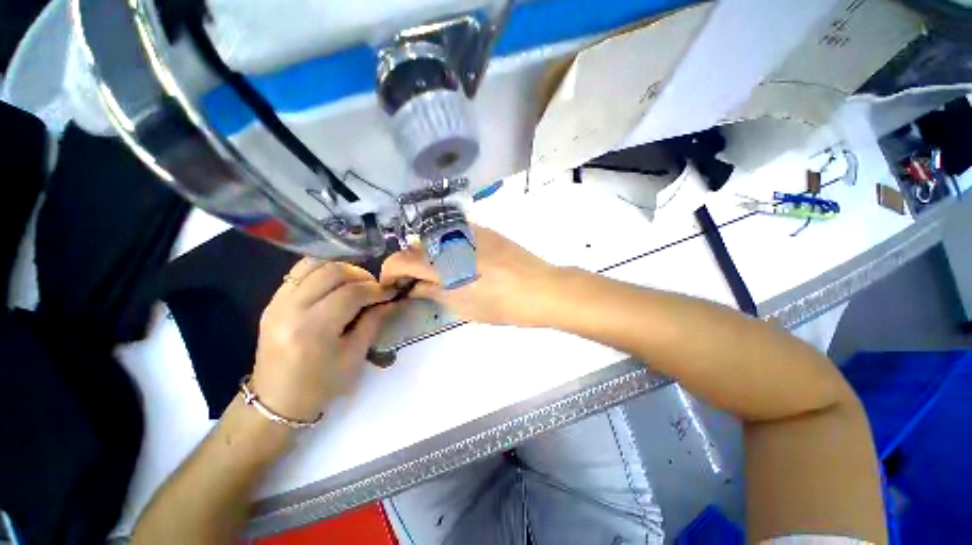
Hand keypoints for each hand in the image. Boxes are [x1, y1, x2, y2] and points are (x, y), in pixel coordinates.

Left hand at [251, 259, 397, 421]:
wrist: (276, 400)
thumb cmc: (321, 384)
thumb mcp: (355, 356)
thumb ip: (374, 322)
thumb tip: (392, 300)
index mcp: (313, 329)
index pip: (352, 293)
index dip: (376, 289)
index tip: (391, 292)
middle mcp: (291, 309)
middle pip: (332, 272)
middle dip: (360, 275)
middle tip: (374, 288)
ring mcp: (277, 302)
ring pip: (313, 264)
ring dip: (341, 269)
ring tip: (355, 282)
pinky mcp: (272, 301)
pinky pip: (299, 272)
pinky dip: (322, 271)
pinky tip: (335, 284)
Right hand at [380, 225, 562, 326]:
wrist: (540, 288)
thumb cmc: (501, 305)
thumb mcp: (463, 306)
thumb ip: (433, 292)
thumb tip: (414, 287)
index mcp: (442, 264)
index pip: (401, 260)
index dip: (389, 271)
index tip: (391, 283)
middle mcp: (450, 240)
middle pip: (416, 246)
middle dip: (410, 264)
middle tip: (417, 282)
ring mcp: (468, 231)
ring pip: (435, 238)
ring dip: (429, 255)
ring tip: (441, 273)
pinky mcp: (484, 229)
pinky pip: (455, 234)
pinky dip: (447, 246)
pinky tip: (460, 260)